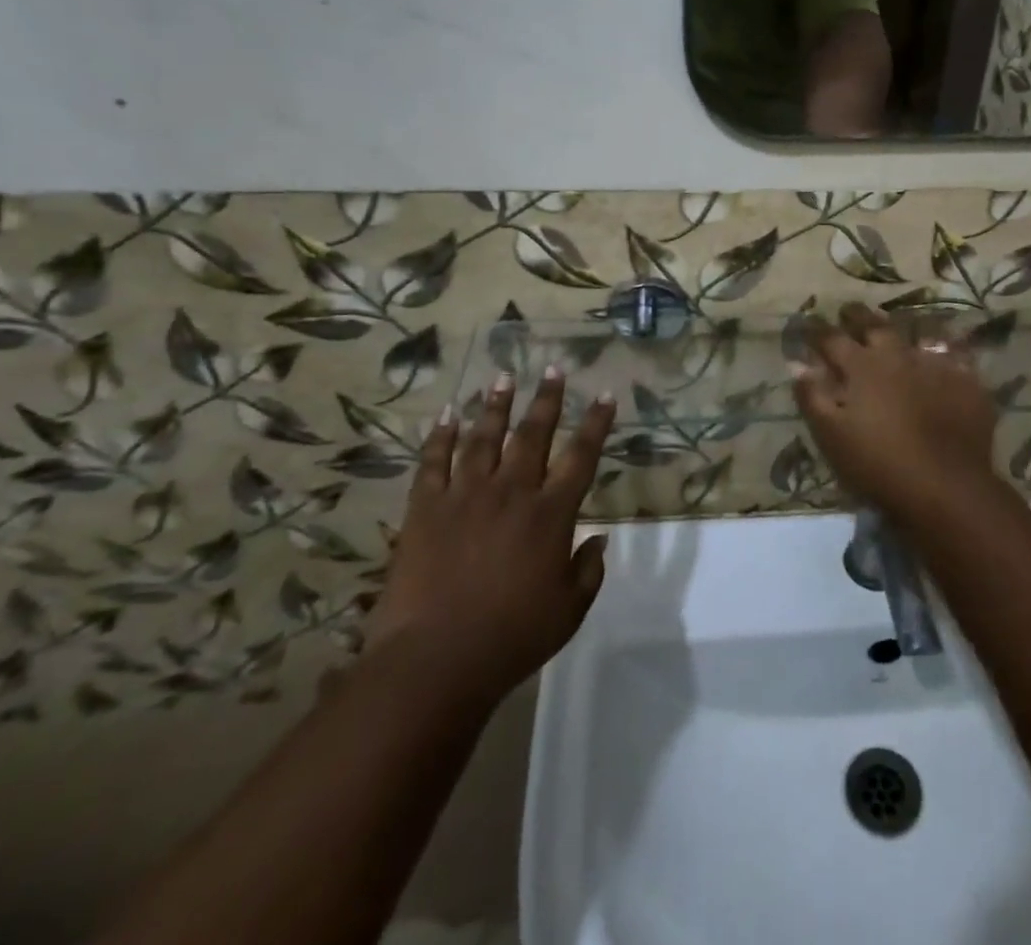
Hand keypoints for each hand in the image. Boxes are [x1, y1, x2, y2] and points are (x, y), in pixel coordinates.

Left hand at [362, 369, 614, 707]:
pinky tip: (447, 414)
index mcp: (550, 514)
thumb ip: (589, 570)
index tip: (605, 394)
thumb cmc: (511, 638)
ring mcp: (464, 496)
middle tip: (553, 369)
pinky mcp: (425, 509)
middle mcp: (511, 492)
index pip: (581, 456)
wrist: (435, 661)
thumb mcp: (569, 611)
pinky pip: (433, 462)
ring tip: (503, 377)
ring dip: (496, 406)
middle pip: (532, 434)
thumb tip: (599, 538)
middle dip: (546, 399)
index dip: (596, 423)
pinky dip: (441, 436)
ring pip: (484, 438)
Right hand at [792, 303, 1000, 520]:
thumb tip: (799, 366)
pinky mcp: (965, 381)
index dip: (817, 330)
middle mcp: (896, 355)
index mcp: (860, 367)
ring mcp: (934, 365)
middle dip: (857, 316)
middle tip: (848, 311)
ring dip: (900, 329)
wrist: (946, 487)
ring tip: (895, 329)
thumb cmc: (878, 465)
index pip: (831, 338)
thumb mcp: (831, 436)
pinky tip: (942, 354)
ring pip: (914, 334)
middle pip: (873, 325)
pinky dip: (942, 351)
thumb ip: (813, 397)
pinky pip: (952, 356)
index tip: (808, 323)